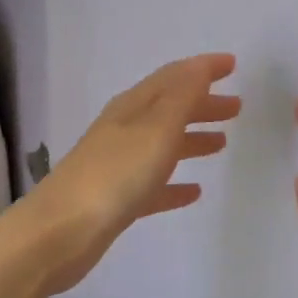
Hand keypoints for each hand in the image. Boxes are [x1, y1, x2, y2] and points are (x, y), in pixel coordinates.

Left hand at [30, 54, 241, 294]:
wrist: (61, 232)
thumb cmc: (115, 175)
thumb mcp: (155, 129)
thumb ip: (181, 97)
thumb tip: (201, 65)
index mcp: (132, 107)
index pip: (172, 77)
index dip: (202, 69)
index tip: (232, 65)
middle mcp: (124, 130)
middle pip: (168, 109)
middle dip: (201, 104)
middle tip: (236, 108)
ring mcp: (118, 166)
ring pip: (162, 145)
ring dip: (191, 139)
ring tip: (221, 144)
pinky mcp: (116, 201)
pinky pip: (154, 185)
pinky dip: (175, 184)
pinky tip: (194, 192)